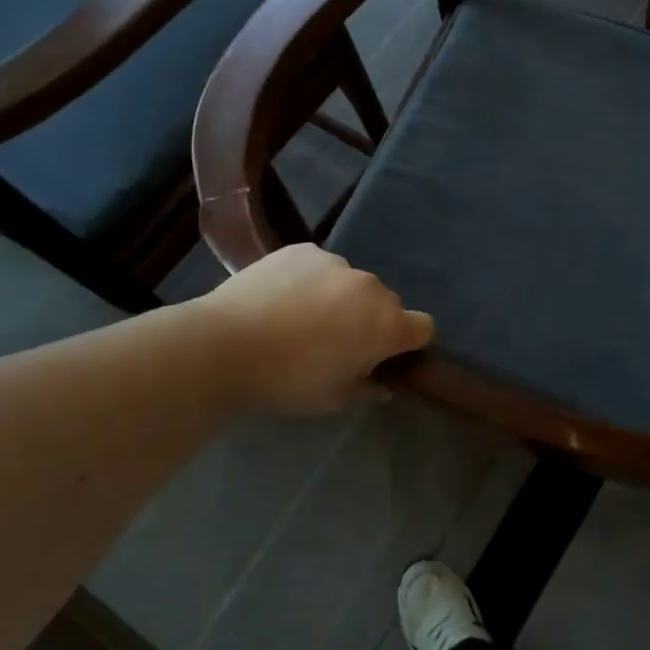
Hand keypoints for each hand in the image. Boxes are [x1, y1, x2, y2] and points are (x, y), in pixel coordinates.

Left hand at [206, 246, 433, 415]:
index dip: (408, 342)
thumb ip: (366, 388)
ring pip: (351, 283)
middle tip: (336, 341)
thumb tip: (383, 384)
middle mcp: (371, 288)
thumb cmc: (288, 381)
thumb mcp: (332, 399)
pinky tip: (280, 298)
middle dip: (370, 319)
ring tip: (300, 317)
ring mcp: (337, 263)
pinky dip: (310, 280)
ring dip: (340, 298)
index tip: (384, 355)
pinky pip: (320, 266)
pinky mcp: (305, 249)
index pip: (424, 327)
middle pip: (386, 303)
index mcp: (387, 326)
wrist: (225, 346)